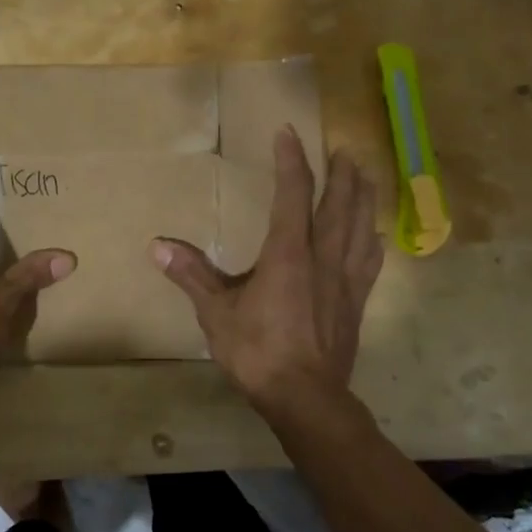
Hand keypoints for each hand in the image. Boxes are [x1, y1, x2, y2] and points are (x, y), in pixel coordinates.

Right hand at [153, 126, 383, 410]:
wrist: (306, 398)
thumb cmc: (257, 352)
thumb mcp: (216, 313)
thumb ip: (191, 275)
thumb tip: (156, 245)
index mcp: (288, 254)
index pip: (293, 194)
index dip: (291, 161)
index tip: (287, 134)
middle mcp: (323, 258)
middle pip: (338, 205)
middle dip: (340, 174)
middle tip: (342, 150)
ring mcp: (346, 280)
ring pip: (360, 227)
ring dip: (363, 198)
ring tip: (365, 177)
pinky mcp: (356, 302)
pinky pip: (369, 260)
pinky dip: (372, 240)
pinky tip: (375, 235)